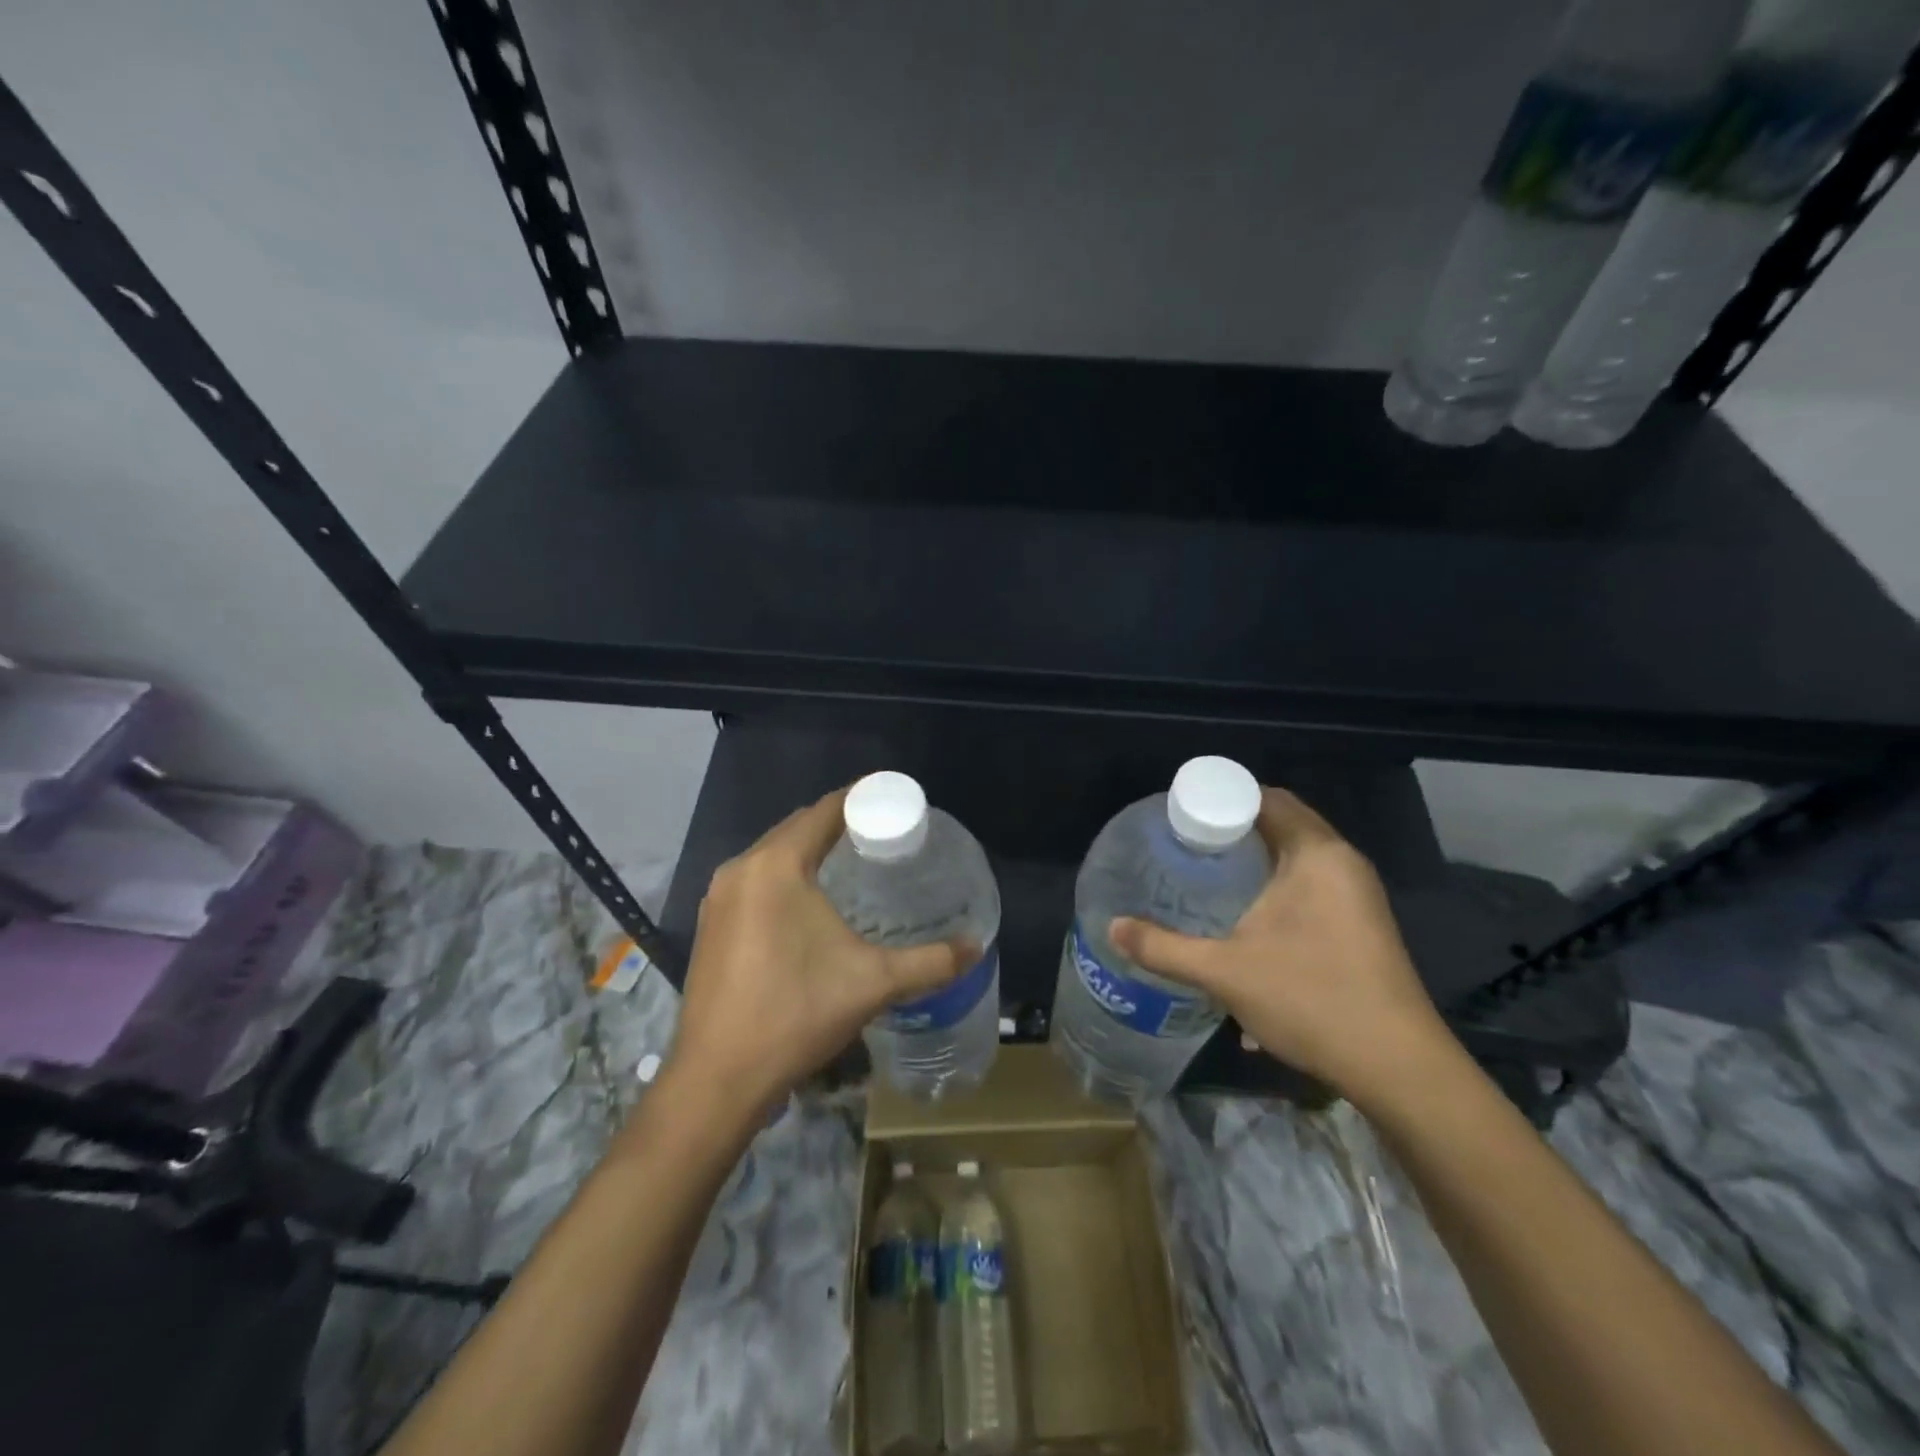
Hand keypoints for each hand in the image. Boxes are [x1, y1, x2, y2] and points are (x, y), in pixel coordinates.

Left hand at [666, 787, 972, 1127]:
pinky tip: (808, 903)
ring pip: (771, 855)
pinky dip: (784, 877)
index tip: (893, 799)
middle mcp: (741, 869)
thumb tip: (975, 947)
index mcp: (776, 865)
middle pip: (796, 828)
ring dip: (807, 850)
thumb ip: (931, 961)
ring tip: (851, 862)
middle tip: (880, 833)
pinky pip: (754, 881)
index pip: (824, 811)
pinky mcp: (709, 927)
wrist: (718, 1079)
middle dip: (836, 823)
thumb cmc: (796, 1013)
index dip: (860, 798)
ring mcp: (717, 899)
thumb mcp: (874, 983)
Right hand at [1109, 787, 1449, 1103]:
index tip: (1180, 813)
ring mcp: (1357, 896)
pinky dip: (1275, 886)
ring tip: (1206, 876)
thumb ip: (1163, 947)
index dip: (1221, 798)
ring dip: (1254, 861)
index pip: (1266, 797)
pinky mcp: (1361, 925)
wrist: (1398, 1068)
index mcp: (1317, 854)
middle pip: (1281, 824)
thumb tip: (1112, 928)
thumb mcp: (1224, 972)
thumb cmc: (1312, 999)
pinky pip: (1310, 884)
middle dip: (1232, 830)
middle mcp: (1343, 863)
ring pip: (1296, 857)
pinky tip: (1245, 919)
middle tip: (1184, 844)